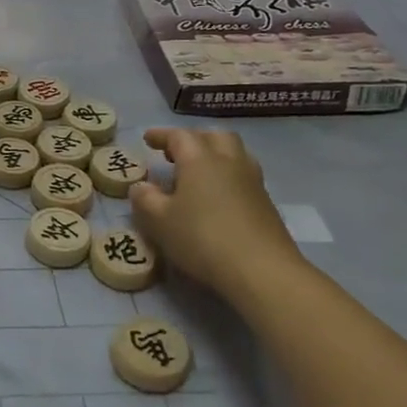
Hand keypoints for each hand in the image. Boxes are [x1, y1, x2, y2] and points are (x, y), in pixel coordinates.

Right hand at [131, 127, 303, 300]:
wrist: (262, 270)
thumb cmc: (202, 238)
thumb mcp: (159, 221)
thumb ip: (145, 199)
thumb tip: (141, 187)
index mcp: (200, 160)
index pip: (179, 136)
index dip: (162, 135)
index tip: (148, 139)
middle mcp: (229, 162)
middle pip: (214, 136)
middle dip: (193, 139)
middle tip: (176, 154)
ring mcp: (252, 181)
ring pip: (234, 153)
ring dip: (214, 154)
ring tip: (198, 172)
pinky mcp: (266, 203)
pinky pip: (244, 175)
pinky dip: (227, 175)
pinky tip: (217, 196)